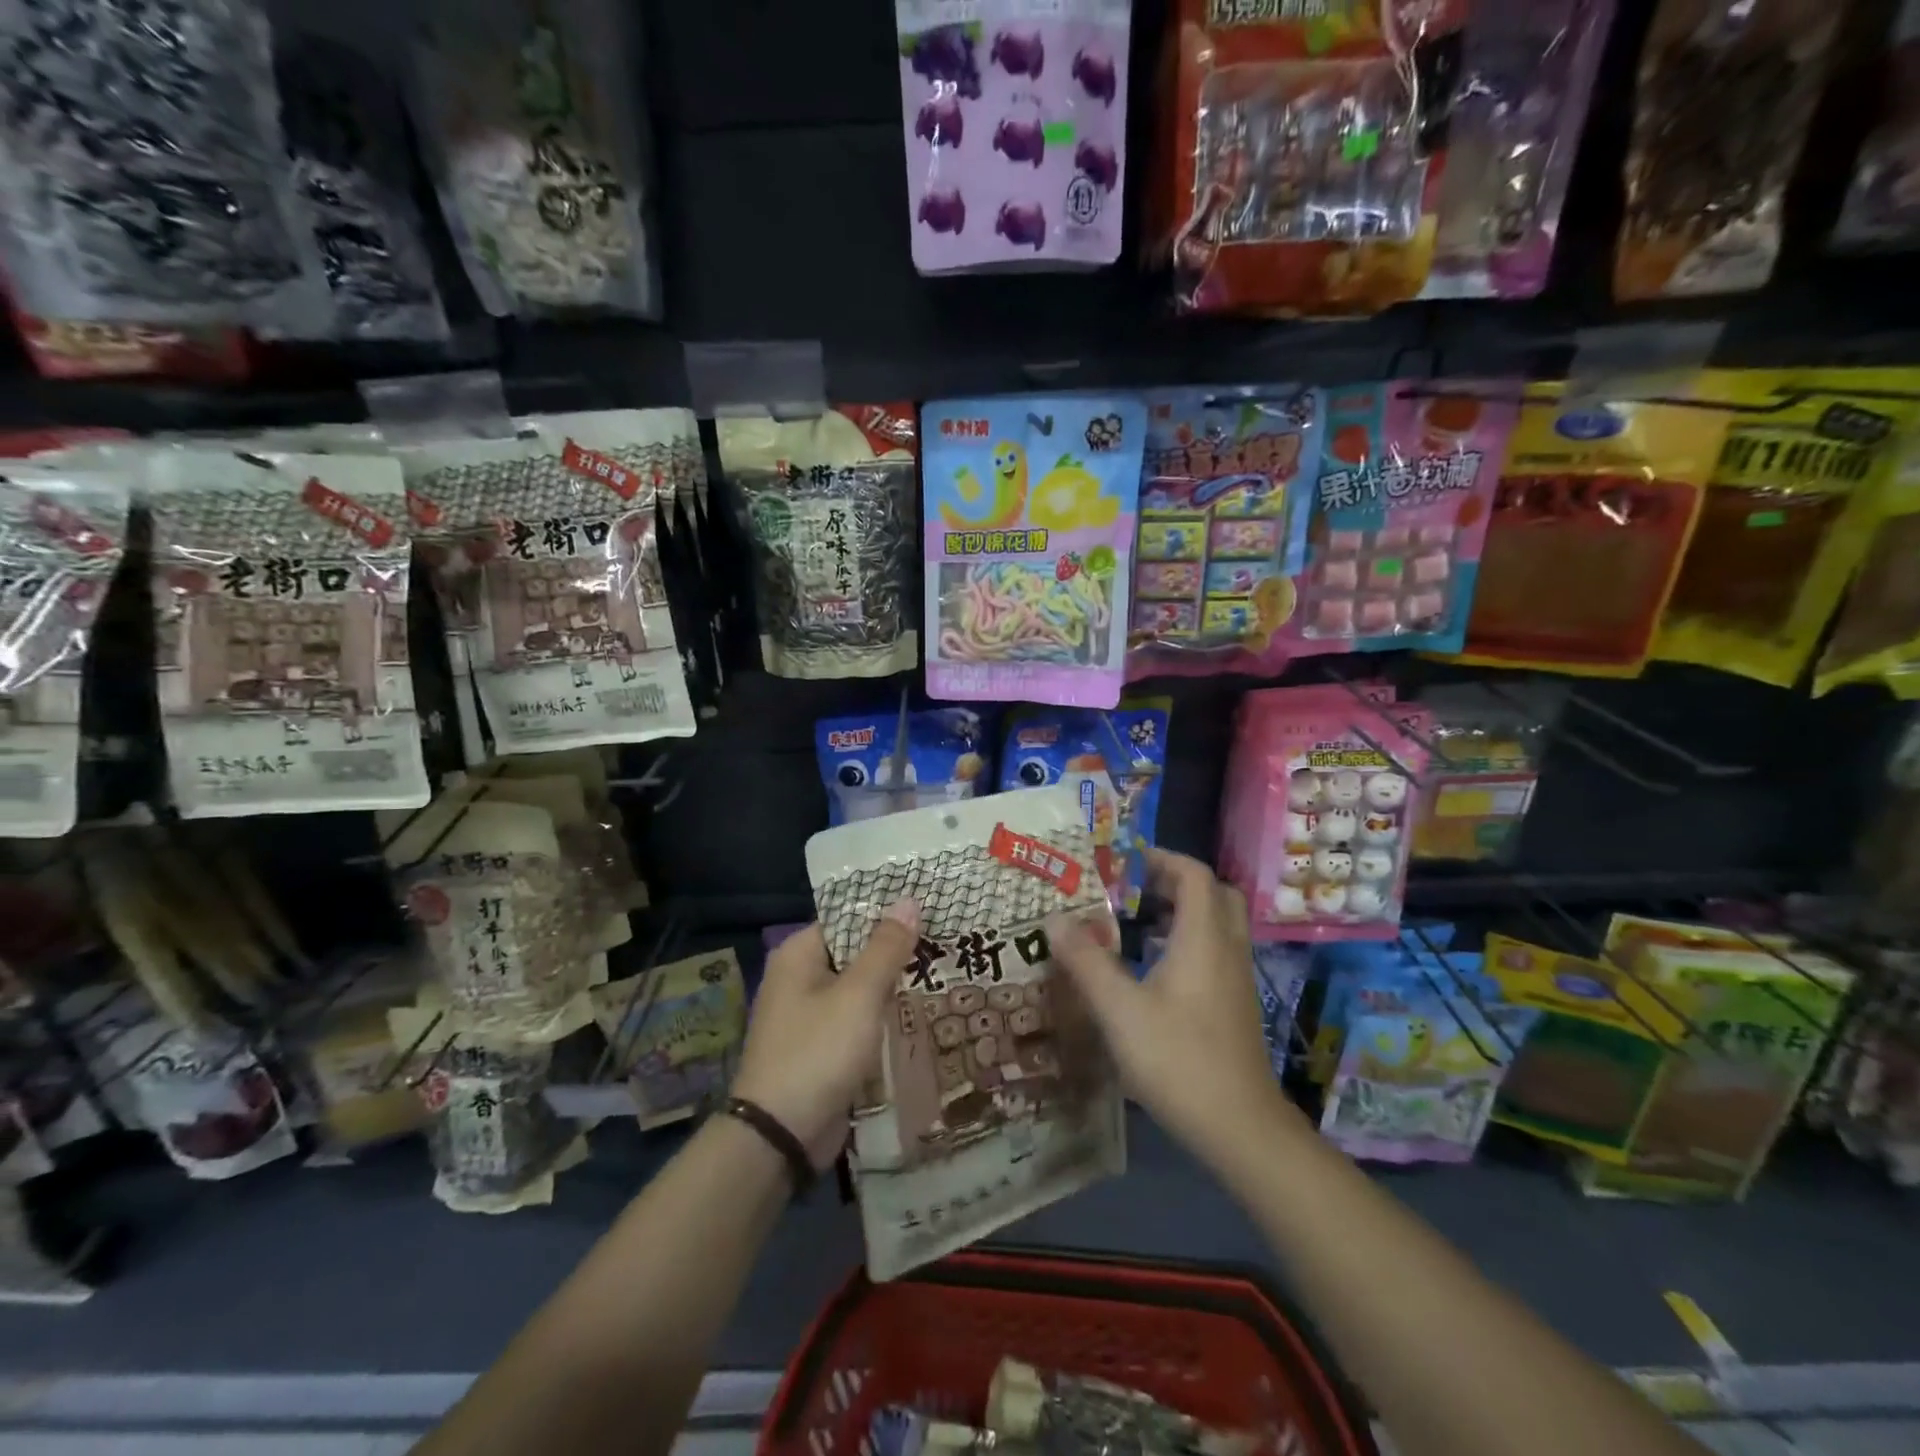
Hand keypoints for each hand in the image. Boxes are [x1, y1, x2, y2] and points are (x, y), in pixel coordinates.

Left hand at [731, 901, 919, 1169]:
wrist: (779, 1137)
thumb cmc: (817, 1052)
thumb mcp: (858, 995)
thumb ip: (886, 948)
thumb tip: (909, 900)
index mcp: (798, 954)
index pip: (849, 918)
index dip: (888, 912)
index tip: (931, 908)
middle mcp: (798, 978)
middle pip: (854, 952)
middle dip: (895, 950)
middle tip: (946, 939)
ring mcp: (808, 1015)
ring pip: (858, 988)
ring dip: (892, 985)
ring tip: (943, 971)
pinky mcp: (819, 1047)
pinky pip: (855, 1019)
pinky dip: (881, 1016)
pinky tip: (918, 1013)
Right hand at [1045, 850, 1289, 1161]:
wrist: (1240, 1127)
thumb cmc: (1178, 1058)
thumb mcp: (1119, 1009)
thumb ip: (1086, 960)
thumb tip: (1054, 918)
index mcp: (1203, 938)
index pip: (1194, 874)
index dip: (1161, 858)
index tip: (1124, 863)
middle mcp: (1227, 949)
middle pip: (1214, 894)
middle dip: (1175, 882)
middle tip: (1134, 890)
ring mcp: (1236, 979)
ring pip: (1217, 925)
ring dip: (1182, 913)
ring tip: (1136, 925)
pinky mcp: (1235, 1005)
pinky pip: (1216, 951)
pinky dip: (1188, 942)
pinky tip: (1154, 970)